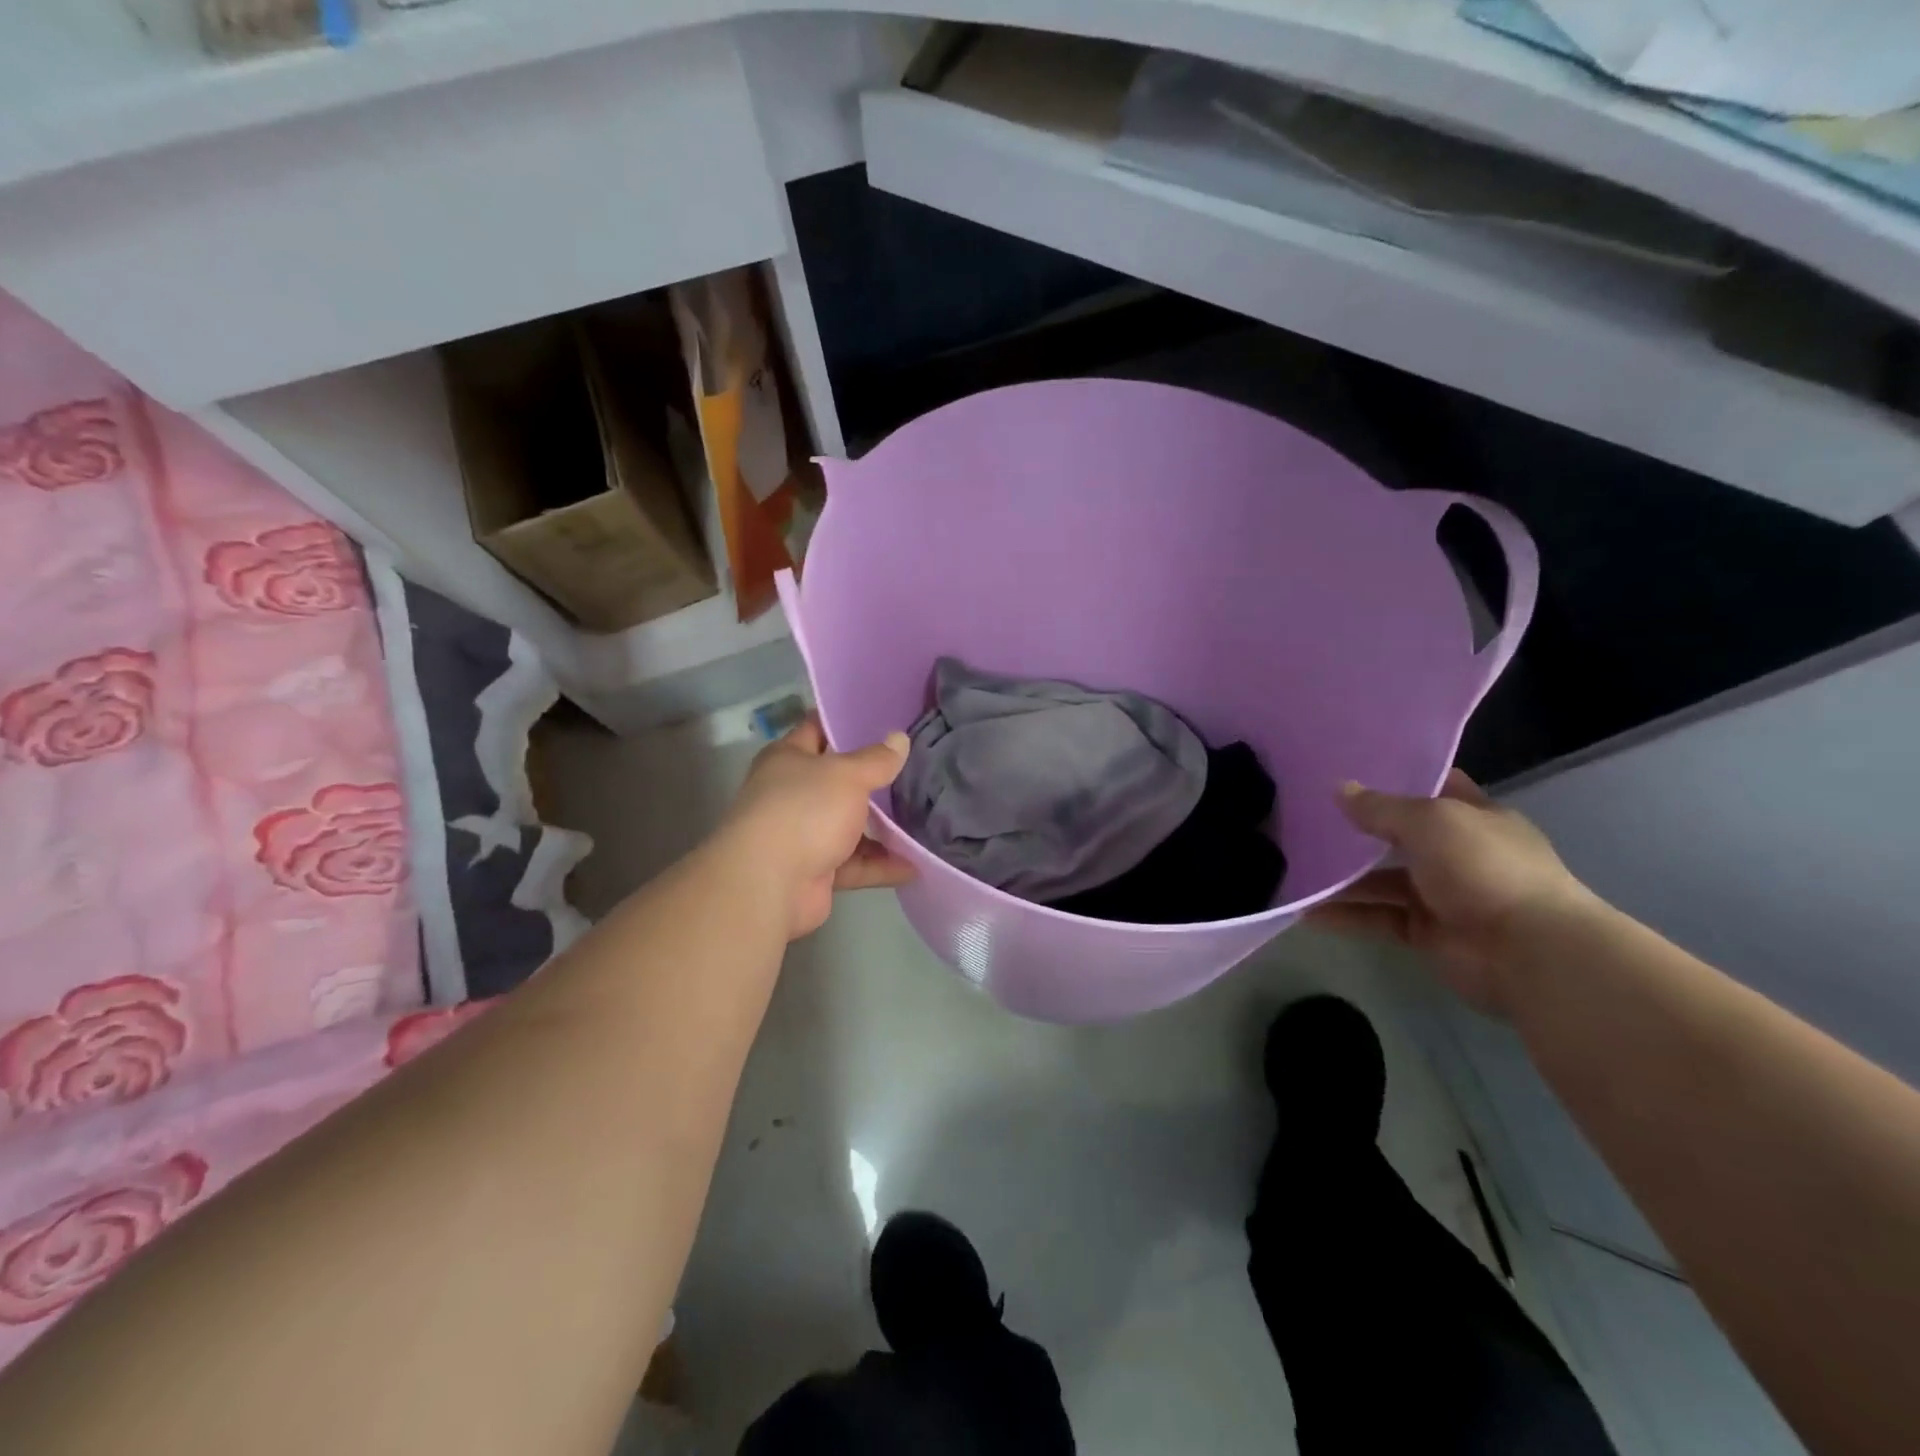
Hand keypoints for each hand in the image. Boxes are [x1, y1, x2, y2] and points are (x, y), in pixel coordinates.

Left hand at [716, 716, 914, 939]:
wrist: (769, 884)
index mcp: (788, 759)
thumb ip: (876, 760)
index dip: (846, 722)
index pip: (817, 729)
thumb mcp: (847, 775)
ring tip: (922, 817)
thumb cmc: (804, 811)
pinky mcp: (815, 871)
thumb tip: (900, 738)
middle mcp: (791, 794)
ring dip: (881, 827)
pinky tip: (915, 864)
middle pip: (837, 781)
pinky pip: (854, 864)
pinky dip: (881, 865)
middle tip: (914, 767)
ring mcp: (802, 835)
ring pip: (848, 826)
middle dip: (872, 777)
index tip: (884, 718)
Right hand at [1308, 769, 1594, 1015]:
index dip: (1398, 776)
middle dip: (1360, 828)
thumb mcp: (1429, 822)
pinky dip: (1345, 915)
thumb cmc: (1485, 868)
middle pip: (1400, 836)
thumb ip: (1380, 808)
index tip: (1351, 767)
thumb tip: (1338, 789)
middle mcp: (1458, 854)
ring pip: (1382, 880)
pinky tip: (1306, 910)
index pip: (1434, 788)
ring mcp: (1442, 896)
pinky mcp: (1425, 933)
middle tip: (1307, 816)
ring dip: (1343, 877)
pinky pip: (1377, 918)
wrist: (1528, 952)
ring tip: (1295, 865)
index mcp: (1474, 818)